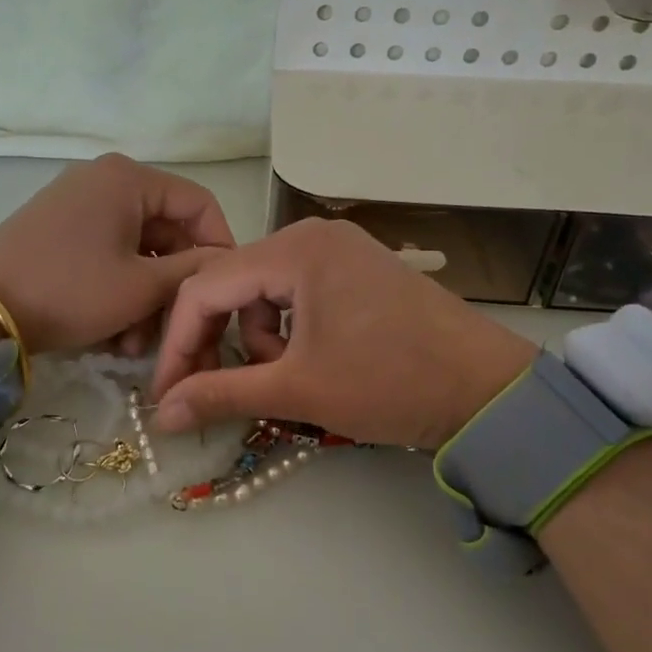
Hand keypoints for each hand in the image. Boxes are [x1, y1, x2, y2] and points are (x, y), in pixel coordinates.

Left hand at [0, 154, 234, 354]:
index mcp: (127, 178)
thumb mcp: (141, 287)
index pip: (198, 203)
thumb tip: (226, 262)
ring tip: (135, 346)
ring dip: (145, 298)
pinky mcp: (57, 231)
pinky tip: (112, 334)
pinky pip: (106, 255)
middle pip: (165, 230)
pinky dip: (116, 290)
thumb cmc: (70, 291)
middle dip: (172, 285)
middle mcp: (103, 180)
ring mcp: (76, 205)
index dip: (219, 245)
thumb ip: (193, 271)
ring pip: (135, 249)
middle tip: (173, 330)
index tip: (223, 289)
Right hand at [149, 218, 537, 447]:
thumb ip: (221, 394)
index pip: (205, 288)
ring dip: (254, 339)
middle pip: (231, 284)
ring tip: (281, 378)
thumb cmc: (391, 383)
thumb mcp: (298, 390)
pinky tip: (307, 361)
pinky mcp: (355, 269)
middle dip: (215, 340)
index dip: (177, 342)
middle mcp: (311, 236)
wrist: (490, 391)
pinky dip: (285, 329)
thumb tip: (161, 416)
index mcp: (295, 249)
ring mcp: (337, 249)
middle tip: (210, 390)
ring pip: (262, 290)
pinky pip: (295, 292)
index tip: (165, 392)